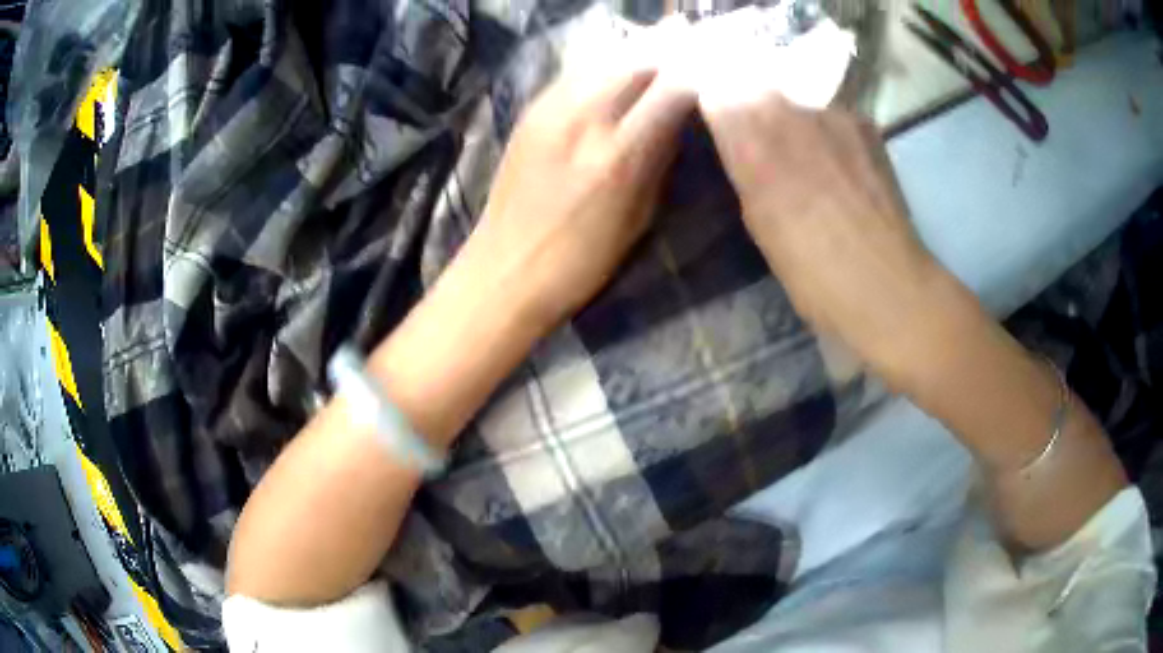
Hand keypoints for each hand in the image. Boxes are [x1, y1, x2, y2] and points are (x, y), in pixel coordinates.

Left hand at [455, 65, 695, 328]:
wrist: (505, 269)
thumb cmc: (582, 261)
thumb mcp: (639, 218)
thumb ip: (660, 160)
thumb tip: (678, 117)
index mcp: (619, 155)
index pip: (671, 89)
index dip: (698, 71)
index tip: (717, 66)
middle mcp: (584, 119)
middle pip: (637, 60)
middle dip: (670, 47)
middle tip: (693, 40)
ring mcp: (550, 109)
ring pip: (603, 57)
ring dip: (637, 47)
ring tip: (662, 42)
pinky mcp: (529, 110)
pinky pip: (575, 70)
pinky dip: (604, 60)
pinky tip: (618, 62)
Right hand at [703, 96, 938, 369]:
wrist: (885, 283)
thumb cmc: (808, 269)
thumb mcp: (756, 219)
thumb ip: (743, 164)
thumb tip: (740, 139)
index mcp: (749, 133)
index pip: (714, 88)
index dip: (714, 103)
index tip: (715, 121)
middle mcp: (788, 105)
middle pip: (755, 83)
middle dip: (752, 104)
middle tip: (761, 140)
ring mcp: (832, 109)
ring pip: (796, 96)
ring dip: (793, 116)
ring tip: (808, 155)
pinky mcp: (865, 122)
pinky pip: (832, 113)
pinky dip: (828, 129)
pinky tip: (841, 164)